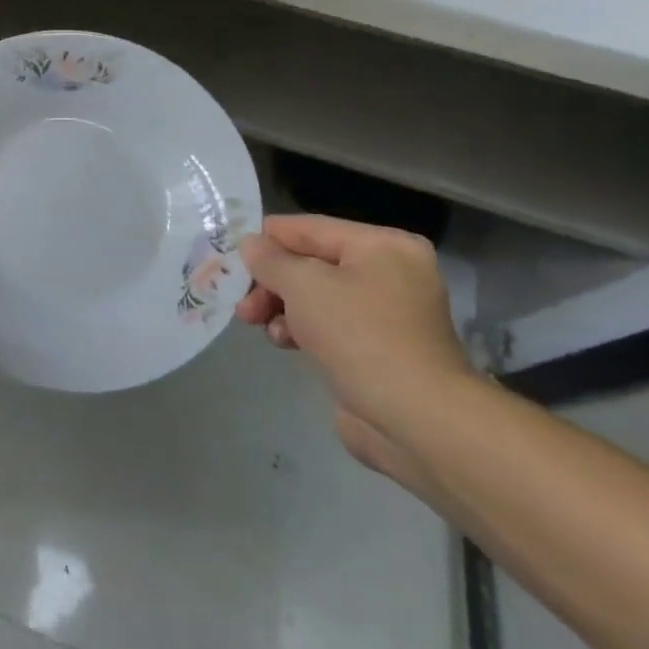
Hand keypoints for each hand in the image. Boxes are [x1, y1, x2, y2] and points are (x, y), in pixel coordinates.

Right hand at [237, 215, 475, 483]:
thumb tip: (250, 244)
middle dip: (271, 281)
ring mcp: (386, 314)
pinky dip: (301, 329)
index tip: (231, 255)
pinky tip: (282, 341)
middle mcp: (390, 273)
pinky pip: (328, 326)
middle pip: (311, 263)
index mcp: (382, 246)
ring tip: (255, 323)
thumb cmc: (360, 336)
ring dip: (281, 307)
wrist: (417, 420)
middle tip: (241, 300)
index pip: (309, 227)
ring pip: (315, 296)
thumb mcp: (303, 286)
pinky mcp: (378, 350)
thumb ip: (270, 260)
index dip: (267, 239)